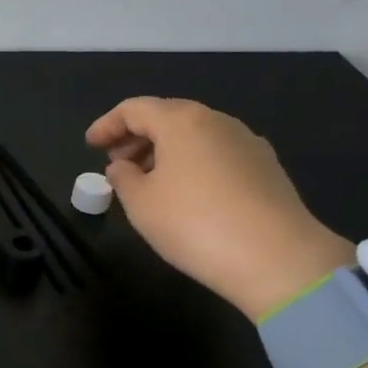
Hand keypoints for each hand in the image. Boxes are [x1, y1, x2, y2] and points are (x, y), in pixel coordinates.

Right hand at [86, 97, 353, 318]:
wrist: (278, 259)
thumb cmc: (194, 223)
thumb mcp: (141, 203)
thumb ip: (123, 178)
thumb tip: (121, 167)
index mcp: (182, 121)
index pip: (134, 109)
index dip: (107, 125)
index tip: (90, 145)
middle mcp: (217, 121)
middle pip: (167, 117)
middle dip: (136, 137)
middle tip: (116, 164)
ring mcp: (247, 143)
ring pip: (195, 136)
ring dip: (165, 152)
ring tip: (148, 182)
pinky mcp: (267, 168)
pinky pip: (217, 155)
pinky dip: (192, 164)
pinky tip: (186, 194)